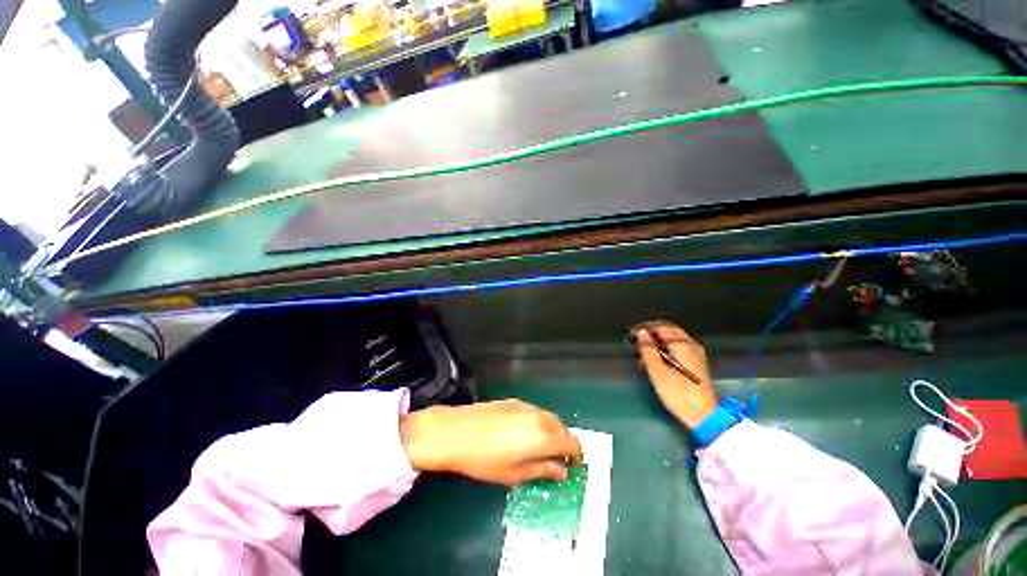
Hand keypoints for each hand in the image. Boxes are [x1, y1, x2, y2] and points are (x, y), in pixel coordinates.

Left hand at [400, 399, 582, 484]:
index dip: (576, 455)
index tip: (574, 466)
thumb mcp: (514, 473)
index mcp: (542, 437)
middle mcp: (539, 417)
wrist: (456, 431)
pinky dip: (540, 423)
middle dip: (565, 443)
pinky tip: (526, 433)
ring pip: (549, 418)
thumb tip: (562, 472)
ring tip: (543, 447)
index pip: (571, 443)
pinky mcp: (514, 401)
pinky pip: (536, 412)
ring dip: (553, 432)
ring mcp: (526, 406)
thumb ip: (542, 470)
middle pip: (562, 428)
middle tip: (558, 460)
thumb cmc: (484, 460)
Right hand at [635, 321, 717, 430]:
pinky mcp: (697, 363)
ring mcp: (696, 354)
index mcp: (682, 345)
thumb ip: (648, 349)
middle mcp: (691, 345)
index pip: (662, 327)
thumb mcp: (657, 371)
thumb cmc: (677, 393)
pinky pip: (679, 347)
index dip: (645, 327)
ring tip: (643, 352)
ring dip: (658, 341)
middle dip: (652, 332)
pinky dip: (666, 348)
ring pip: (674, 339)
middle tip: (637, 339)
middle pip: (669, 330)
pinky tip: (656, 359)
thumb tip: (642, 333)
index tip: (632, 333)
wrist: (703, 416)